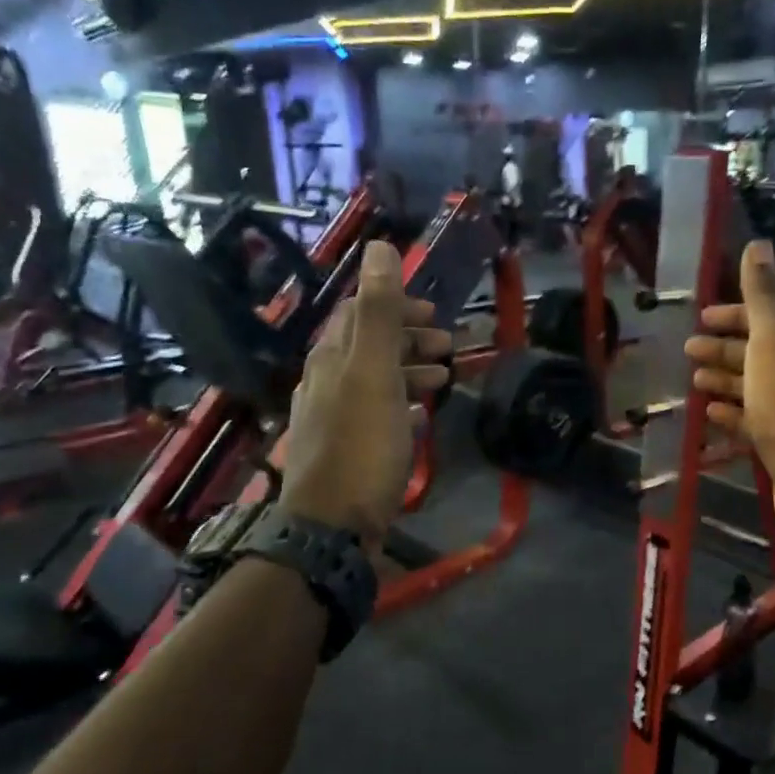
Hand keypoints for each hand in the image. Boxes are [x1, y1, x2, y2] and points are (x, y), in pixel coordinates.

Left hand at [278, 239, 450, 542]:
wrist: (332, 526)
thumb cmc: (360, 447)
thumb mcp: (373, 374)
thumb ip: (378, 313)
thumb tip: (379, 247)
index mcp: (331, 359)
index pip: (357, 314)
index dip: (394, 306)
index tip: (433, 313)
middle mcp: (325, 383)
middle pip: (367, 347)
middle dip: (408, 339)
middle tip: (449, 345)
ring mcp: (333, 420)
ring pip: (374, 381)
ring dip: (409, 372)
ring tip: (443, 380)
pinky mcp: (346, 452)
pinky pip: (375, 415)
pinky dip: (401, 405)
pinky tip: (419, 418)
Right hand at [685, 241, 774, 543]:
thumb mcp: (772, 338)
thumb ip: (762, 293)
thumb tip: (758, 243)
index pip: (765, 318)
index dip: (732, 315)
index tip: (700, 318)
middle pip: (755, 352)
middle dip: (721, 349)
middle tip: (687, 352)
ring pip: (750, 387)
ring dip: (722, 381)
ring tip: (693, 383)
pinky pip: (749, 420)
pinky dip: (728, 413)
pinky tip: (708, 415)